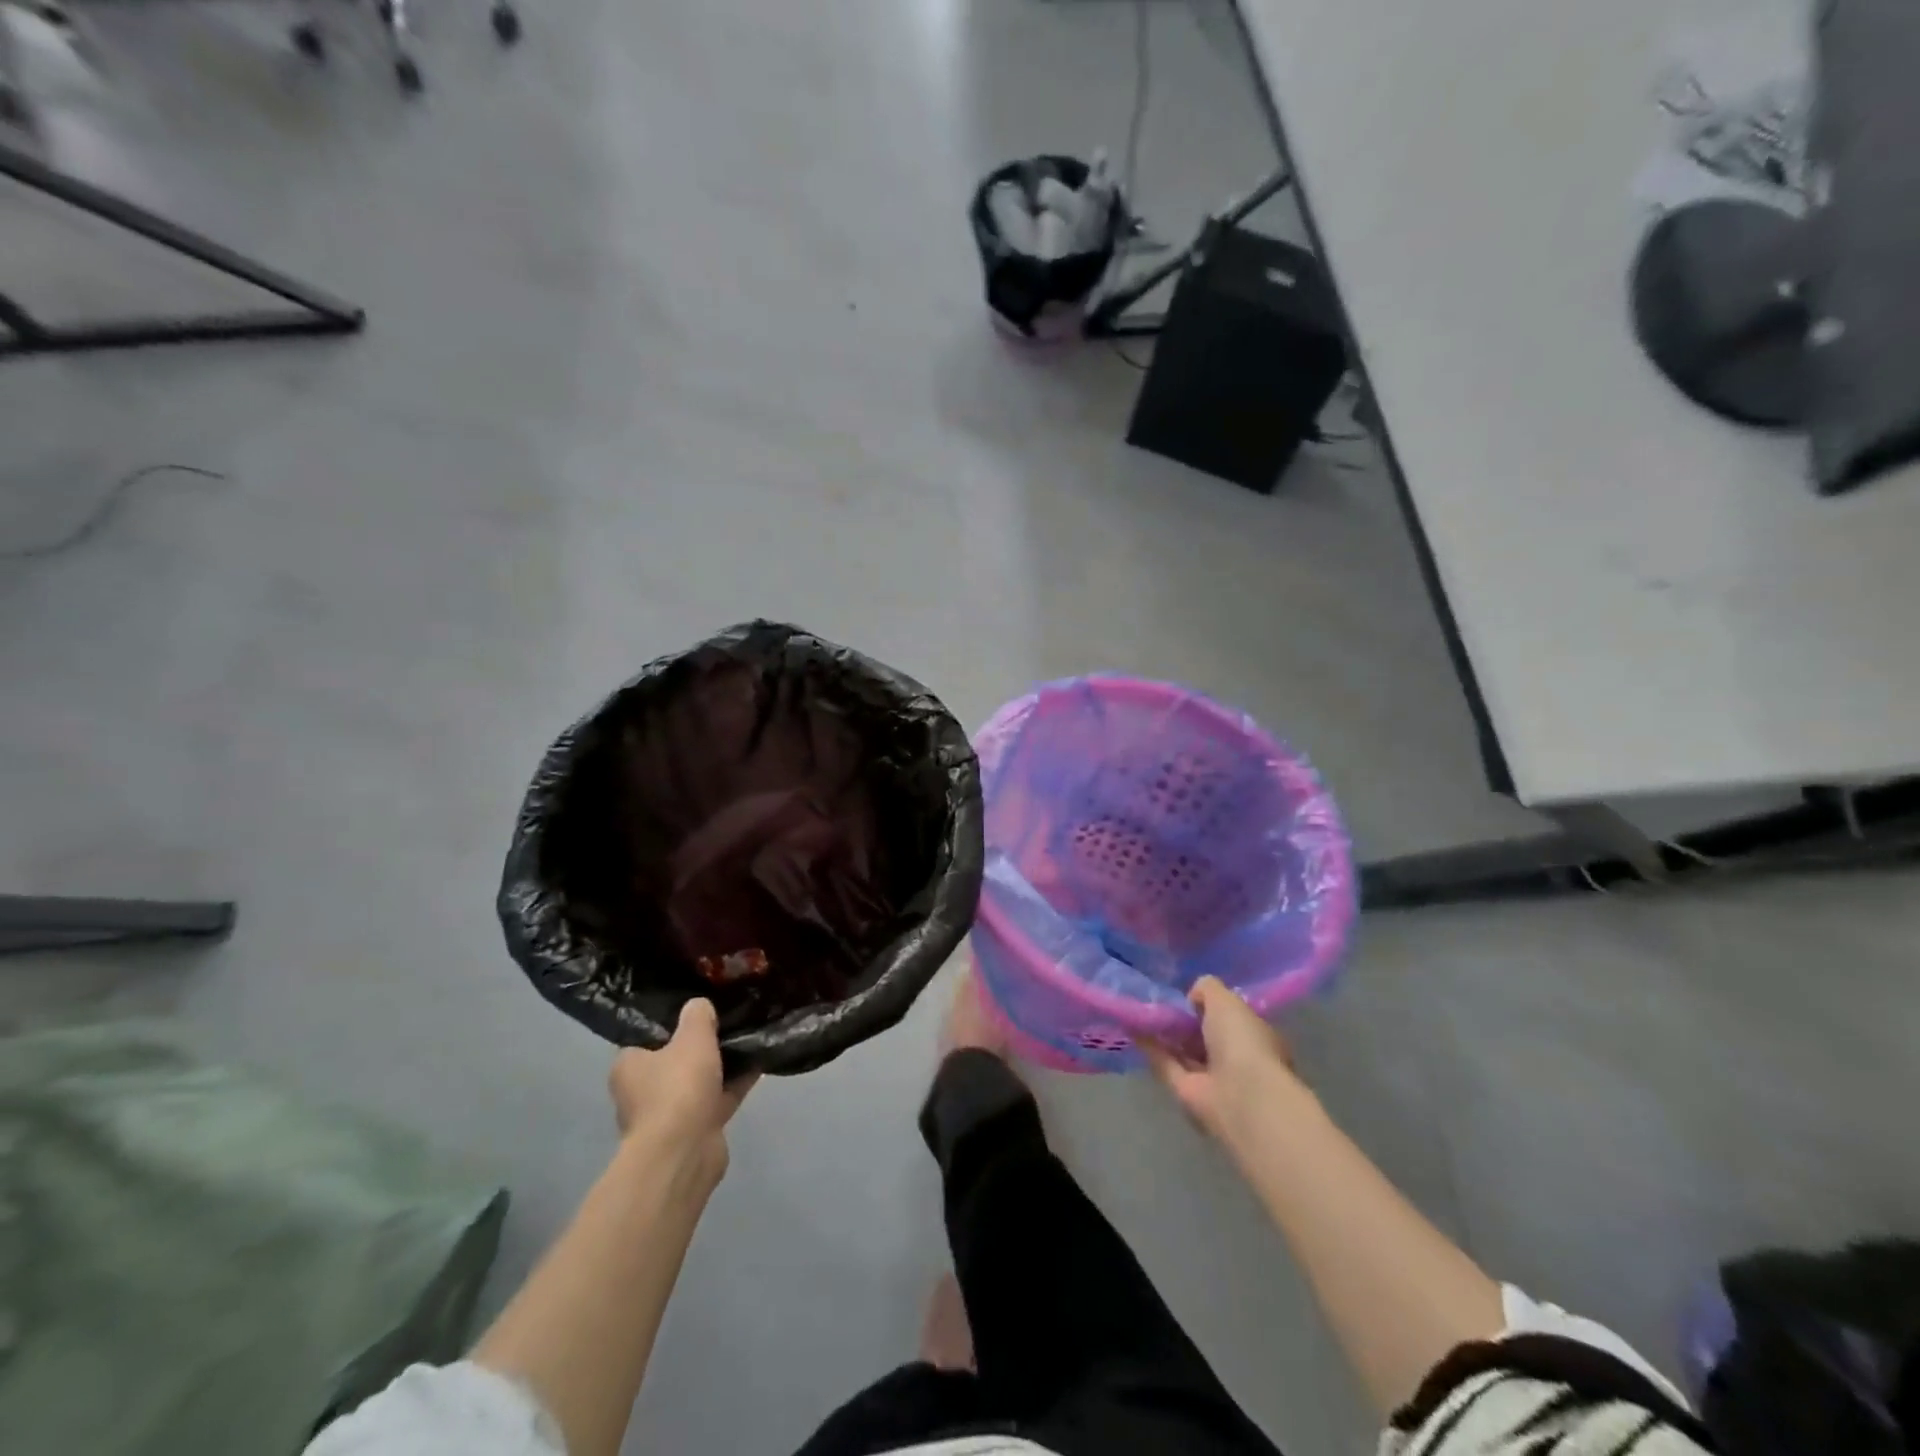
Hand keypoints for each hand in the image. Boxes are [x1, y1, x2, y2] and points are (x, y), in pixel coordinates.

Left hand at [609, 999, 755, 1175]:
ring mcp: (668, 1114)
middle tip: (727, 1020)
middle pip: (675, 1059)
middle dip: (701, 1045)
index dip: (672, 1022)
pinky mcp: (694, 1131)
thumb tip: (700, 1005)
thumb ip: (698, 1015)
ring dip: (722, 1066)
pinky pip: (717, 1099)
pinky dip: (735, 1085)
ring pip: (699, 1080)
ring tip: (750, 1038)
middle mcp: (643, 1091)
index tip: (697, 1008)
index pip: (648, 1036)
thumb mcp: (692, 1037)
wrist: (685, 1152)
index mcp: (630, 1065)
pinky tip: (760, 1063)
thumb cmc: (678, 1087)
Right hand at [1144, 976, 1303, 1150]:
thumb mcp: (1226, 999)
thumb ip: (1207, 989)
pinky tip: (1132, 1029)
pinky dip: (1150, 1048)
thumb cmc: (1241, 1040)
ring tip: (1138, 1012)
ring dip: (1163, 1034)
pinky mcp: (1188, 1092)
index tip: (1185, 995)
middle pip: (1203, 1035)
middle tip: (1156, 1001)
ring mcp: (1211, 1078)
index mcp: (1253, 1035)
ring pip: (1183, 1051)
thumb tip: (1192, 997)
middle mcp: (1234, 1057)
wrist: (1240, 1094)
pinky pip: (1167, 1064)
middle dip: (1183, 1021)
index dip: (1207, 1005)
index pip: (1228, 1017)